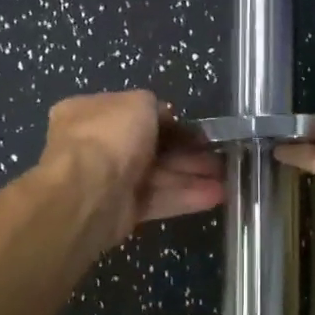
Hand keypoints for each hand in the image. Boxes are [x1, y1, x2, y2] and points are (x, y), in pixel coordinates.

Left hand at [39, 91, 225, 246]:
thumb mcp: (137, 102)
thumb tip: (164, 117)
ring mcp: (108, 180)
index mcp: (89, 113)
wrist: (87, 192)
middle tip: (219, 156)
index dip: (166, 119)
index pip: (133, 113)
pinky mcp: (122, 211)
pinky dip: (185, 197)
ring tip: (226, 179)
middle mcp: (96, 146)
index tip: (194, 128)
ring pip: (157, 175)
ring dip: (192, 175)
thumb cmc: (110, 136)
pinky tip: (215, 196)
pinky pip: (157, 200)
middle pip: (150, 147)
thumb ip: (153, 106)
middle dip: (186, 152)